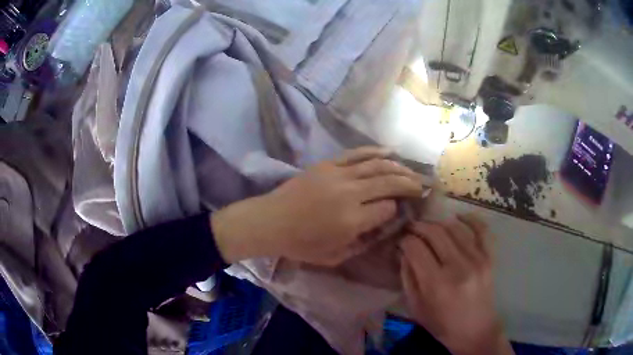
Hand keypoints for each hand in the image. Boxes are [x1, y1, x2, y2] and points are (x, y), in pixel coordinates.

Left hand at [213, 147, 425, 265]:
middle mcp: (350, 193)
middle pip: (389, 182)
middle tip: (423, 186)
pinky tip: (391, 152)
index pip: (388, 208)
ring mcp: (338, 174)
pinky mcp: (328, 164)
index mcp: (352, 220)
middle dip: (410, 184)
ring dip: (399, 167)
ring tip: (412, 172)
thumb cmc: (301, 244)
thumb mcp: (335, 256)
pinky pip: (357, 154)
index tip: (401, 211)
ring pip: (378, 165)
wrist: (270, 221)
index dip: (397, 209)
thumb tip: (386, 225)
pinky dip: (376, 151)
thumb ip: (365, 242)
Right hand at [399, 215, 513, 354]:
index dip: (405, 240)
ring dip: (438, 223)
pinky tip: (458, 216)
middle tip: (412, 229)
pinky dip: (470, 218)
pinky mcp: (489, 257)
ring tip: (430, 227)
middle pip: (434, 232)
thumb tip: (404, 252)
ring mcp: (477, 259)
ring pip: (454, 227)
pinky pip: (482, 229)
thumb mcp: (416, 308)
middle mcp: (458, 266)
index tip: (401, 241)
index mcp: (436, 283)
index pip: (416, 248)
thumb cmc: (442, 325)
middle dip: (419, 227)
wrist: (476, 331)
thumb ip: (408, 278)